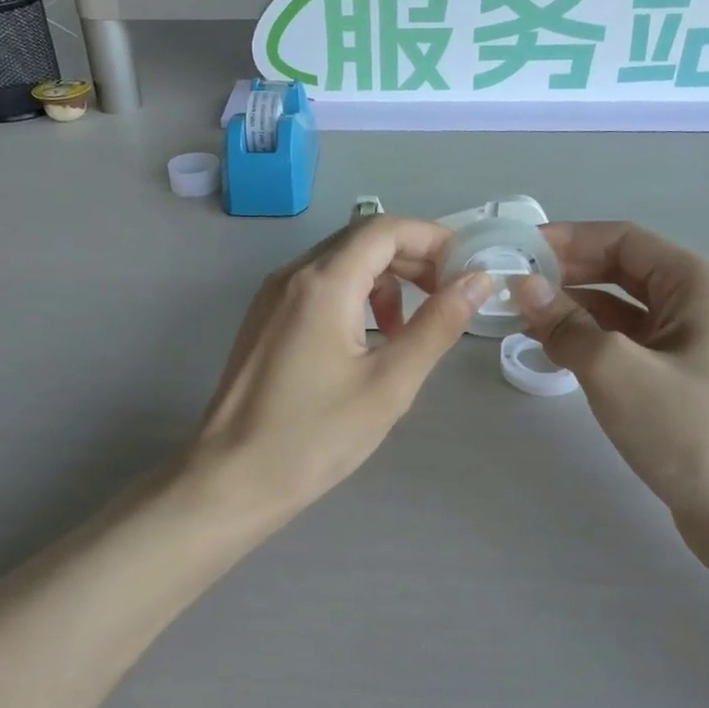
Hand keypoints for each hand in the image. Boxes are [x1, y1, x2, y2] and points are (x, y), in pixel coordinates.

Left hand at [190, 217, 490, 519]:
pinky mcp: (264, 319)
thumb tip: (477, 281)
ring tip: (405, 330)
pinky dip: (353, 297)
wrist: (231, 478)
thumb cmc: (314, 435)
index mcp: (322, 283)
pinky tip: (366, 341)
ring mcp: (272, 296)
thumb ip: (437, 326)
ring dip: (382, 281)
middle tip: (446, 297)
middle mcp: (292, 275)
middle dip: (411, 259)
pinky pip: (317, 287)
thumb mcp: (389, 383)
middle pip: (361, 240)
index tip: (465, 267)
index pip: (384, 228)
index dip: (431, 238)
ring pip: (339, 263)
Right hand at [516, 223, 708, 574]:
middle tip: (513, 284)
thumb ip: (565, 324)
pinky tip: (554, 349)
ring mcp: (693, 345)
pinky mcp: (681, 381)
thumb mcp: (616, 370)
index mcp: (698, 285)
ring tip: (523, 316)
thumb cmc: (691, 430)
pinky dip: (591, 341)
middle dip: (568, 274)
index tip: (518, 250)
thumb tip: (523, 287)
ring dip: (575, 309)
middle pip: (623, 271)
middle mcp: (700, 304)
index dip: (569, 240)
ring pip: (623, 310)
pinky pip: (628, 344)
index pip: (624, 240)